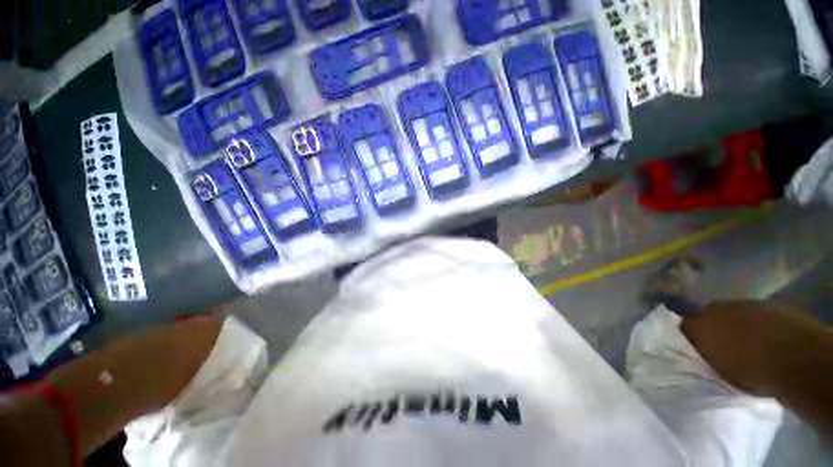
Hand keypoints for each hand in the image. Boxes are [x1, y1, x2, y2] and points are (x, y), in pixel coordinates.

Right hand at [681, 300, 831, 397]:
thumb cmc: (749, 370)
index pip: (684, 327)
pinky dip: (756, 325)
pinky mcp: (767, 305)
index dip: (690, 340)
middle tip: (720, 349)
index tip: (696, 353)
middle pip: (708, 317)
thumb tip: (696, 354)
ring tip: (744, 345)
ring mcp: (743, 304)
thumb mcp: (716, 372)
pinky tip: (764, 339)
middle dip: (712, 330)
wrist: (795, 356)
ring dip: (735, 326)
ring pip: (732, 314)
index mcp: (697, 322)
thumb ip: (702, 357)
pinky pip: (755, 315)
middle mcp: (715, 307)